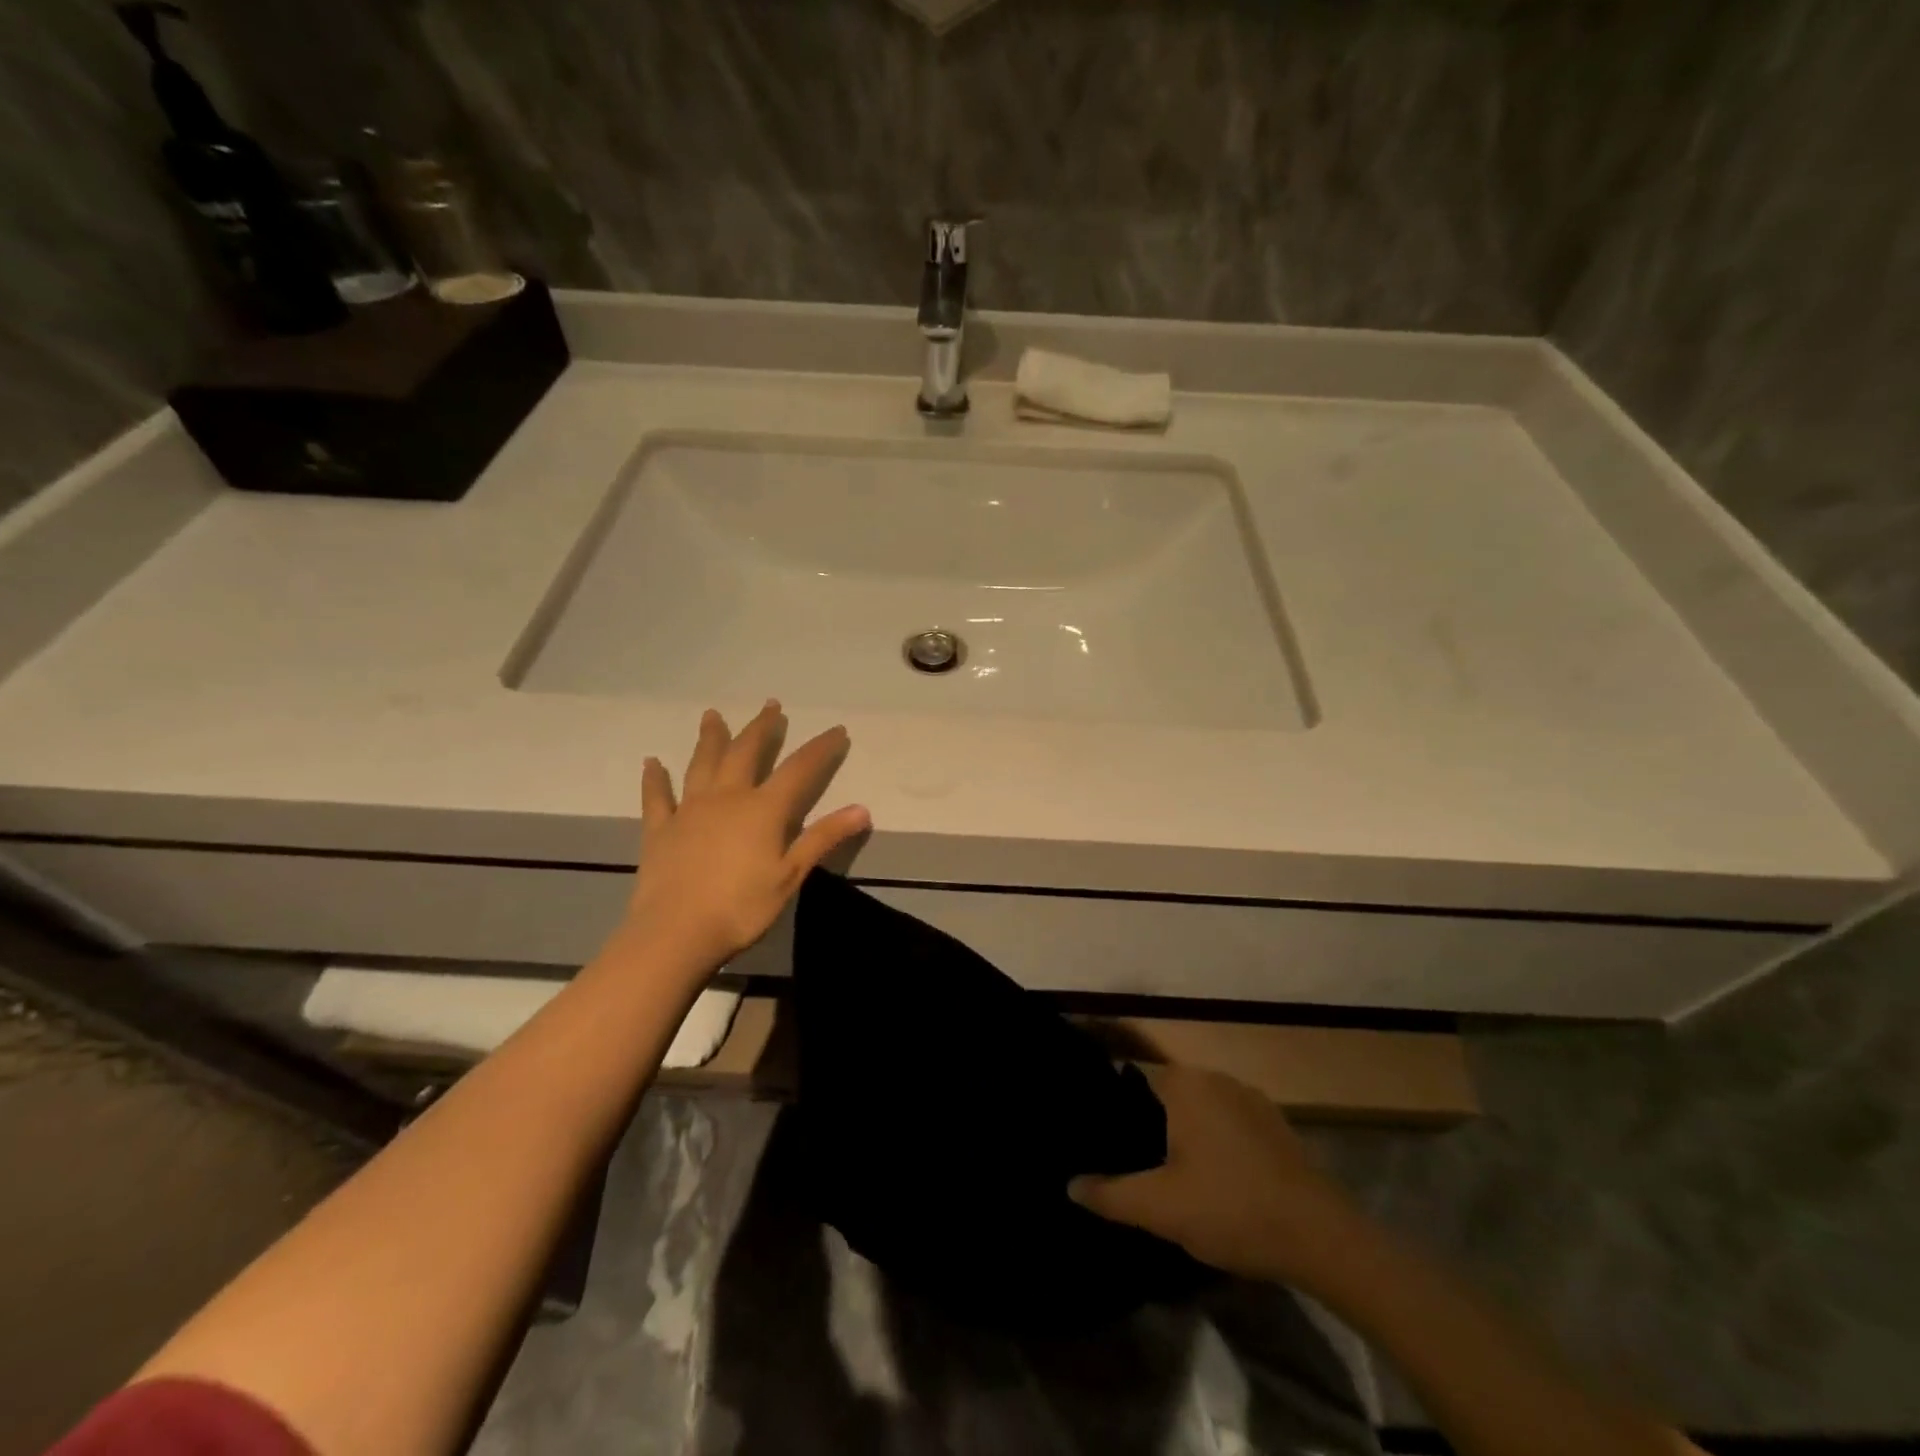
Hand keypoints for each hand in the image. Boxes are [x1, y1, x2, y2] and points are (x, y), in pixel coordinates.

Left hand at [623, 700, 869, 972]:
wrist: (675, 933)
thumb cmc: (741, 907)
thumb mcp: (791, 875)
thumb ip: (824, 838)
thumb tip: (863, 809)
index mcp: (763, 809)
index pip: (800, 769)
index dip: (821, 748)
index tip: (837, 730)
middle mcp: (727, 797)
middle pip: (746, 752)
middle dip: (762, 728)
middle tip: (771, 705)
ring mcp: (690, 809)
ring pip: (702, 763)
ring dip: (711, 738)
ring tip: (712, 715)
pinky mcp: (661, 829)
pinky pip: (657, 796)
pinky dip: (654, 778)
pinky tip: (652, 762)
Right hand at [1069, 1063, 1361, 1287]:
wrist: (1322, 1238)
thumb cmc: (1231, 1209)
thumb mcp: (1160, 1208)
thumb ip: (1110, 1193)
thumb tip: (1069, 1184)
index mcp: (1184, 1084)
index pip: (1132, 1074)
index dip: (1112, 1102)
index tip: (1097, 1129)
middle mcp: (1215, 1077)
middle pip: (1165, 1091)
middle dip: (1144, 1118)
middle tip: (1125, 1155)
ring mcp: (1250, 1098)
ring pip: (1198, 1107)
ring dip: (1181, 1131)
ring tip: (1163, 1169)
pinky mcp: (1275, 1124)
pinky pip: (1227, 1122)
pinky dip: (1212, 1140)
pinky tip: (1212, 1177)